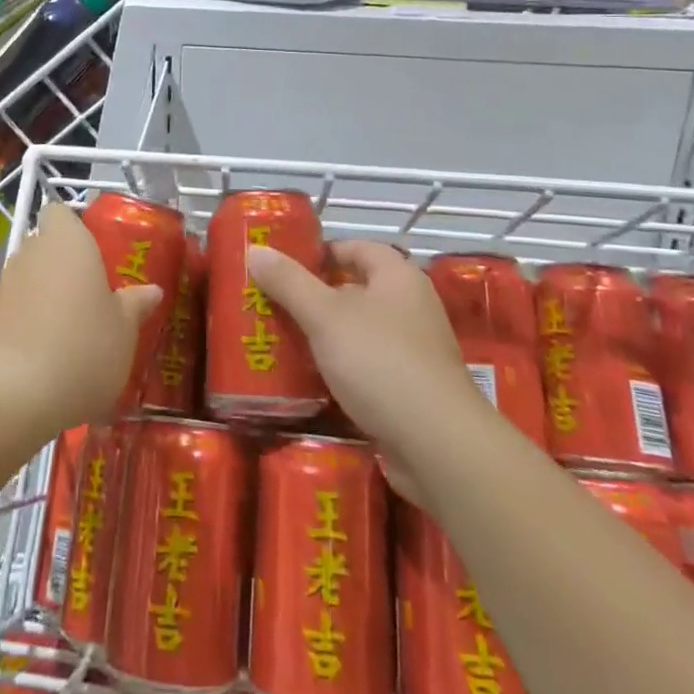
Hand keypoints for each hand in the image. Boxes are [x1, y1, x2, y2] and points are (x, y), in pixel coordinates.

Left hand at [0, 204, 161, 438]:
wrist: (10, 396)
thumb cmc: (82, 347)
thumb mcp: (124, 330)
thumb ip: (135, 305)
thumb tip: (151, 290)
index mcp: (67, 240)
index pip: (61, 212)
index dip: (76, 228)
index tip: (97, 254)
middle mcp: (31, 253)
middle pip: (47, 247)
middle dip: (65, 267)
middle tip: (94, 297)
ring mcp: (4, 286)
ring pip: (30, 280)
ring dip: (47, 298)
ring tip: (73, 334)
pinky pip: (15, 312)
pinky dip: (29, 326)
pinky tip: (48, 359)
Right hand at [249, 240, 484, 497]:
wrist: (437, 445)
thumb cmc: (381, 362)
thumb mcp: (325, 316)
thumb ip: (289, 282)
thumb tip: (255, 250)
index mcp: (398, 277)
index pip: (355, 248)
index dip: (319, 252)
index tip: (282, 265)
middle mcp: (411, 307)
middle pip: (355, 290)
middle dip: (314, 297)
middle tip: (271, 304)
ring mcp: (414, 351)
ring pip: (358, 332)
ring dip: (324, 336)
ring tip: (280, 341)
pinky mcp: (410, 390)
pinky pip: (366, 368)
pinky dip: (340, 369)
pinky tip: (309, 381)